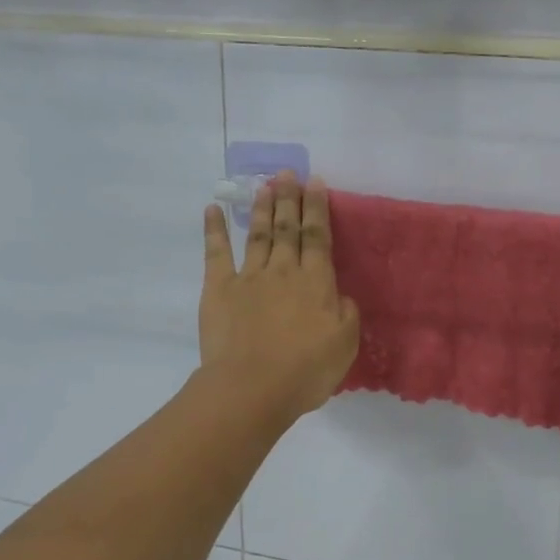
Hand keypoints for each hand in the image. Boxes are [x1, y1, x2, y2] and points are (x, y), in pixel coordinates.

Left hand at [199, 173, 360, 425]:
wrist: (252, 387)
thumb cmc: (305, 371)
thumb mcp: (344, 345)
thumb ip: (346, 314)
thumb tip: (339, 295)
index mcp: (316, 283)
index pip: (318, 237)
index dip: (317, 209)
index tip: (316, 182)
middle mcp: (284, 271)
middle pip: (288, 228)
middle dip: (289, 198)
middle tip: (288, 172)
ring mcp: (249, 278)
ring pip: (258, 234)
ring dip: (262, 208)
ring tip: (264, 184)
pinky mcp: (219, 290)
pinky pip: (216, 254)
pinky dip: (214, 230)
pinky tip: (213, 210)